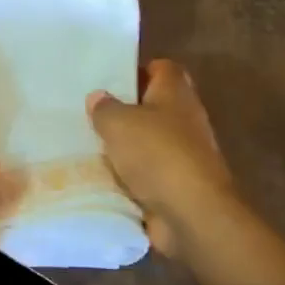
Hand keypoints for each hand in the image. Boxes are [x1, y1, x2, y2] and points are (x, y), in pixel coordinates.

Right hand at [86, 59, 241, 259]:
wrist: (193, 215)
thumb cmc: (157, 154)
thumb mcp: (118, 123)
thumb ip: (105, 108)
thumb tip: (98, 97)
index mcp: (175, 93)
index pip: (162, 69)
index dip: (138, 70)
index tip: (111, 79)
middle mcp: (185, 120)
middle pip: (154, 106)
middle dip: (126, 111)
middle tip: (93, 113)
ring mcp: (185, 155)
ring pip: (149, 142)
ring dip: (126, 147)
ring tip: (90, 146)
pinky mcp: (179, 187)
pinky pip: (148, 175)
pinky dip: (130, 177)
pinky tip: (103, 178)